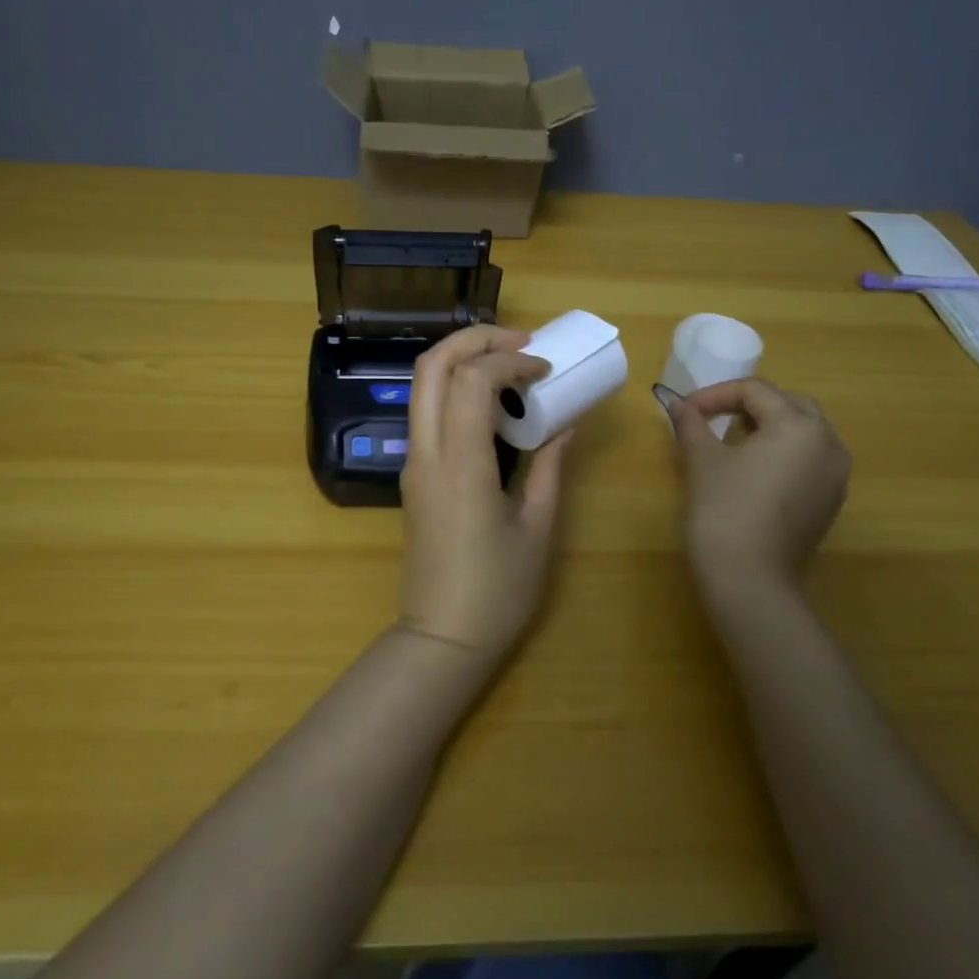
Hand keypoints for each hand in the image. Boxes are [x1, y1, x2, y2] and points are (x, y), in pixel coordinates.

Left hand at [397, 325, 573, 664]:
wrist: (441, 638)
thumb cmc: (497, 591)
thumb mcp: (537, 528)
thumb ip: (550, 467)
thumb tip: (566, 425)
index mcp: (461, 464)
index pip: (471, 380)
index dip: (510, 361)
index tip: (545, 371)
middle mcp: (427, 452)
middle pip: (432, 366)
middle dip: (474, 339)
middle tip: (520, 341)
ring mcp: (413, 462)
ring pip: (421, 384)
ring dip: (461, 359)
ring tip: (508, 362)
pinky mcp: (413, 475)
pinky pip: (426, 411)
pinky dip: (453, 387)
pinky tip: (490, 402)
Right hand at [665, 378, 850, 612]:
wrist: (750, 580)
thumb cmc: (724, 511)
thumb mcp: (703, 461)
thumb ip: (692, 424)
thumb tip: (679, 404)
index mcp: (798, 426)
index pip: (756, 391)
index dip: (716, 394)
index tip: (686, 410)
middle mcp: (828, 444)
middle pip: (789, 405)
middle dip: (750, 404)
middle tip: (713, 417)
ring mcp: (835, 476)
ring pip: (805, 432)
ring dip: (770, 426)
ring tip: (733, 439)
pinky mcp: (830, 502)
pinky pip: (810, 460)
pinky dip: (784, 452)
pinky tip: (755, 469)